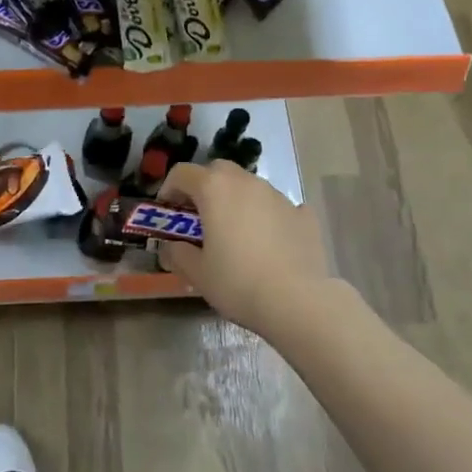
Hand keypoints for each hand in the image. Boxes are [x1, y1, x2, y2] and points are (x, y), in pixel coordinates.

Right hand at [156, 160, 334, 335]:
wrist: (297, 300)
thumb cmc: (238, 283)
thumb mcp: (197, 273)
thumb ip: (178, 253)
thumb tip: (172, 246)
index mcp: (215, 189)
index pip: (182, 173)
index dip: (169, 189)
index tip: (167, 212)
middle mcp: (246, 182)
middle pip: (218, 171)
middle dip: (204, 187)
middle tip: (199, 217)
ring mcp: (278, 195)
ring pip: (249, 186)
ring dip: (236, 200)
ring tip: (236, 233)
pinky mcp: (303, 213)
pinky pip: (277, 207)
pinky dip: (267, 216)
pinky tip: (269, 242)